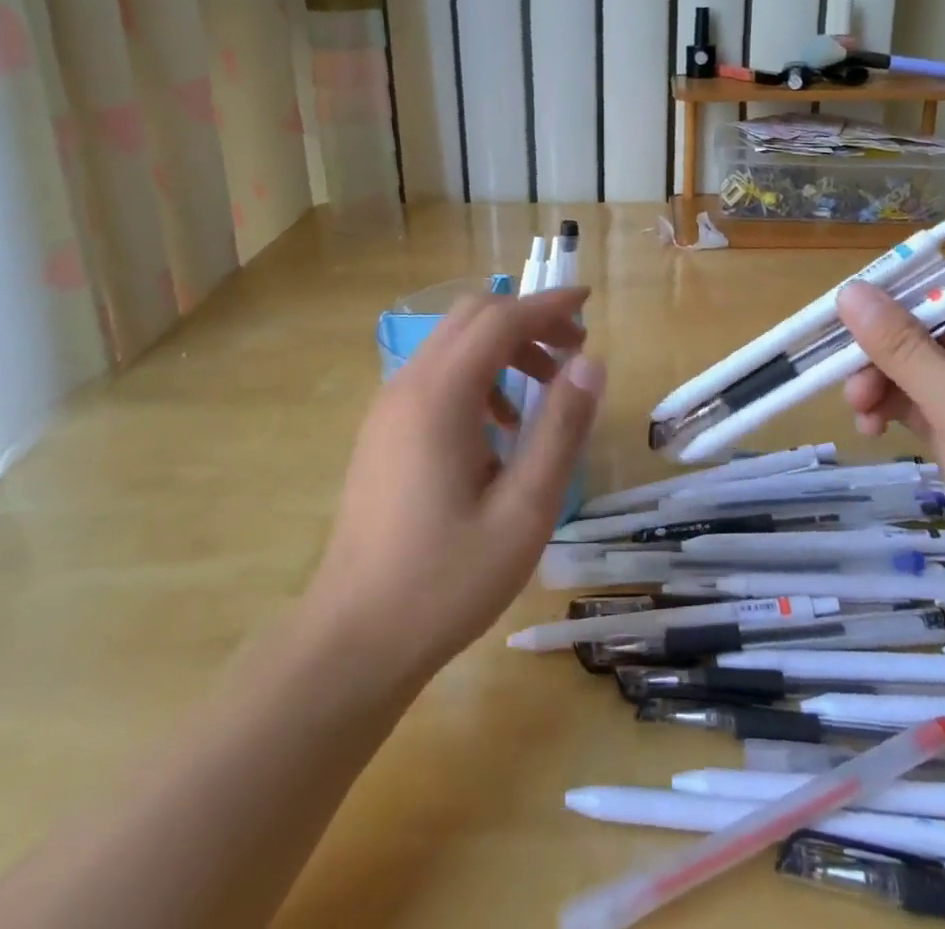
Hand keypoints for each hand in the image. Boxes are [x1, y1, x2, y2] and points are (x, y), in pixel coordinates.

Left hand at [303, 288, 603, 681]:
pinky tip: (499, 430)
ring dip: (501, 348)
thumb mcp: (524, 510)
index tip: (588, 304)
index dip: (547, 305)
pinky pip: (435, 376)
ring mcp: (388, 408)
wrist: (354, 640)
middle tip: (572, 352)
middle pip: (471, 317)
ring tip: (542, 393)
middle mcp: (407, 386)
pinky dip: (476, 376)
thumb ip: (560, 429)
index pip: (501, 319)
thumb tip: (590, 364)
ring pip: (451, 344)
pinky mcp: (382, 432)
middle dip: (526, 320)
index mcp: (440, 396)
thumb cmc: (446, 580)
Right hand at [837, 282, 944, 643]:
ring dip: (886, 386)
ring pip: (924, 373)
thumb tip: (849, 290)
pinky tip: (872, 428)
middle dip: (887, 356)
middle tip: (847, 381)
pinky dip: (897, 412)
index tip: (843, 316)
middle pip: (933, 335)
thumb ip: (902, 347)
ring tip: (860, 413)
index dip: (898, 302)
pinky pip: (928, 408)